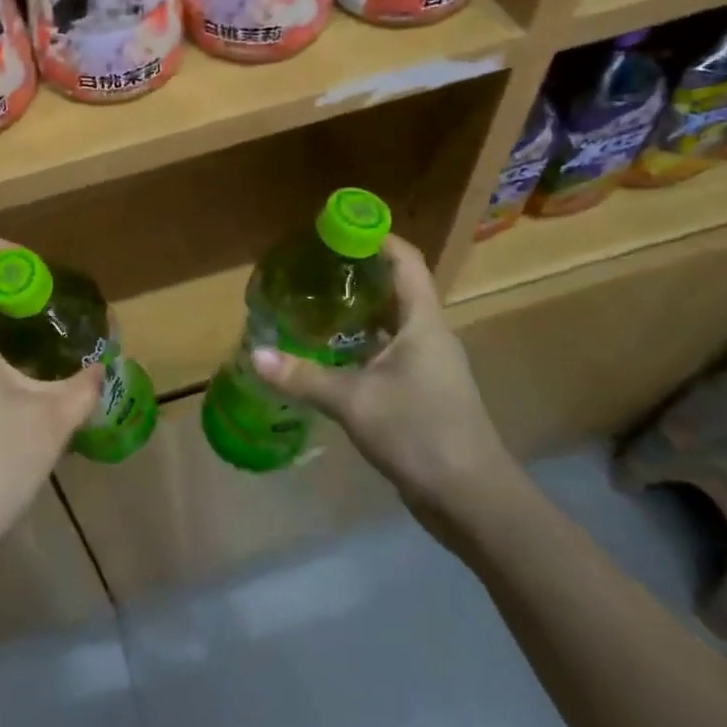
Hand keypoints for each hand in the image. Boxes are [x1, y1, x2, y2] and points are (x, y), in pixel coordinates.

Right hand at [249, 236, 519, 529]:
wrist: (471, 499)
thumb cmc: (419, 433)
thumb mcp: (354, 402)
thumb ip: (303, 376)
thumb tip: (254, 354)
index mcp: (422, 323)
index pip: (406, 261)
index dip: (376, 237)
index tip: (339, 226)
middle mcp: (429, 335)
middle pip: (397, 287)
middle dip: (359, 271)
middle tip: (314, 264)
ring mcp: (428, 365)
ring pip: (391, 322)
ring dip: (359, 309)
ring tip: (315, 301)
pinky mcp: (422, 391)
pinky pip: (388, 350)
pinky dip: (360, 342)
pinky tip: (330, 352)